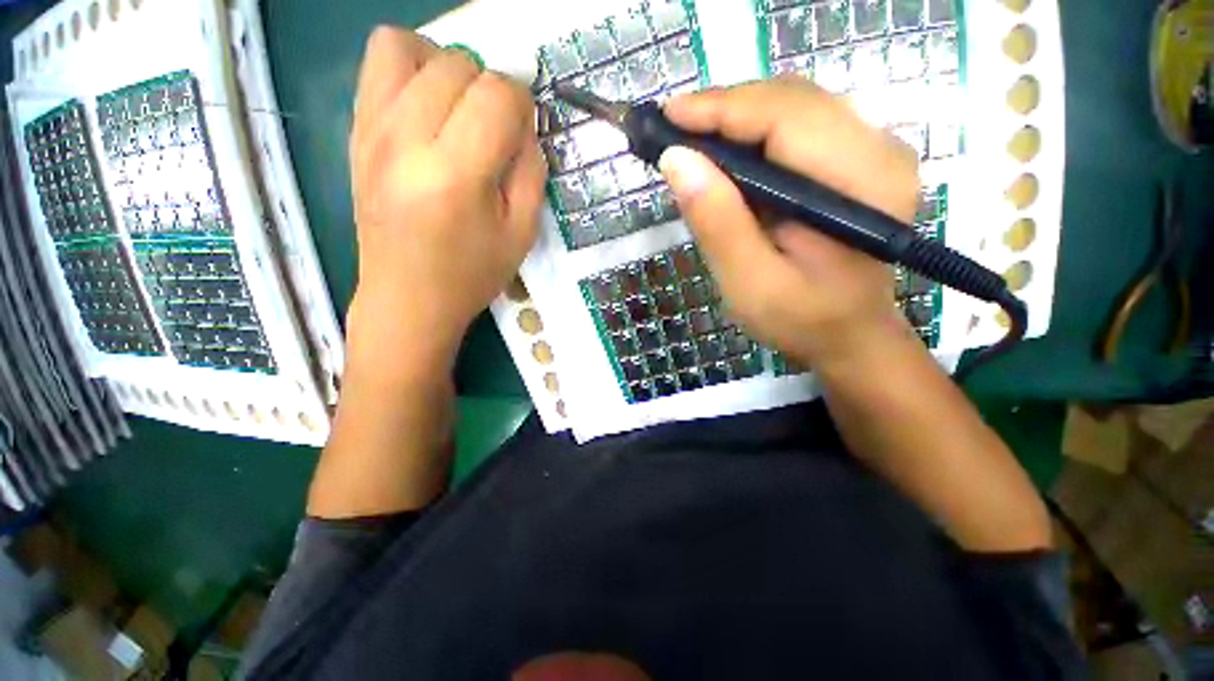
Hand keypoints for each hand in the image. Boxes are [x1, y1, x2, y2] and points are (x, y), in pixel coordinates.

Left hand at [346, 28, 545, 380]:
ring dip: (446, 65)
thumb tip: (525, 125)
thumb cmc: (471, 274)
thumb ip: (532, 172)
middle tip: (495, 128)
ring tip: (459, 106)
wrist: (407, 298)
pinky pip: (377, 63)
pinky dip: (410, 67)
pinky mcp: (356, 132)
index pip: (498, 96)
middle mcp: (407, 140)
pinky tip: (428, 106)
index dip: (523, 105)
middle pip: (458, 64)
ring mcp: (372, 130)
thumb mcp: (522, 234)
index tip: (524, 131)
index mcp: (456, 175)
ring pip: (409, 46)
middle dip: (490, 88)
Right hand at [659, 78, 920, 370]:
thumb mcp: (750, 282)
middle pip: (791, 100)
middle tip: (673, 132)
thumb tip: (677, 160)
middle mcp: (879, 149)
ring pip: (794, 105)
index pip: (784, 116)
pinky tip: (728, 155)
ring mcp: (874, 149)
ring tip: (694, 143)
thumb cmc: (801, 319)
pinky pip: (800, 124)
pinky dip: (756, 131)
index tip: (667, 117)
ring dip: (738, 118)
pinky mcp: (859, 158)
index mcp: (859, 183)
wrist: (849, 334)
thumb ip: (718, 223)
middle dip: (725, 110)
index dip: (721, 109)